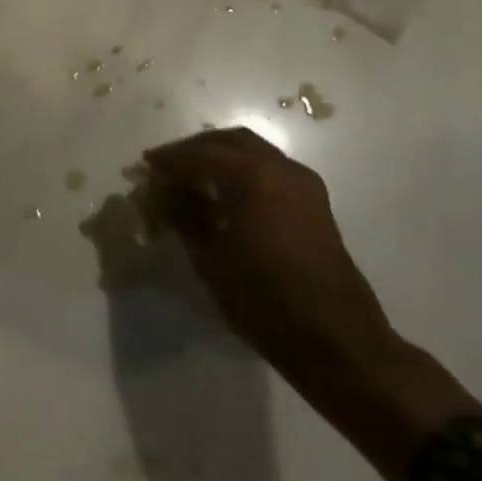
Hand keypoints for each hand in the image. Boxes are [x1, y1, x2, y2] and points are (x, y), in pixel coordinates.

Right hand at [142, 127, 392, 374]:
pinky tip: (225, 195)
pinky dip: (243, 170)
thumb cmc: (264, 299)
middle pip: (231, 141)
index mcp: (252, 176)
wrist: (335, 339)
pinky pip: (271, 169)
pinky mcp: (314, 203)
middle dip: (196, 148)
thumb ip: (184, 216)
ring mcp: (303, 184)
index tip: (146, 164)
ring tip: (193, 179)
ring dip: (221, 157)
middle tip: (169, 166)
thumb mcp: (210, 259)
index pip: (200, 154)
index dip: (170, 159)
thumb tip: (165, 192)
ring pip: (254, 151)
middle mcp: (281, 168)